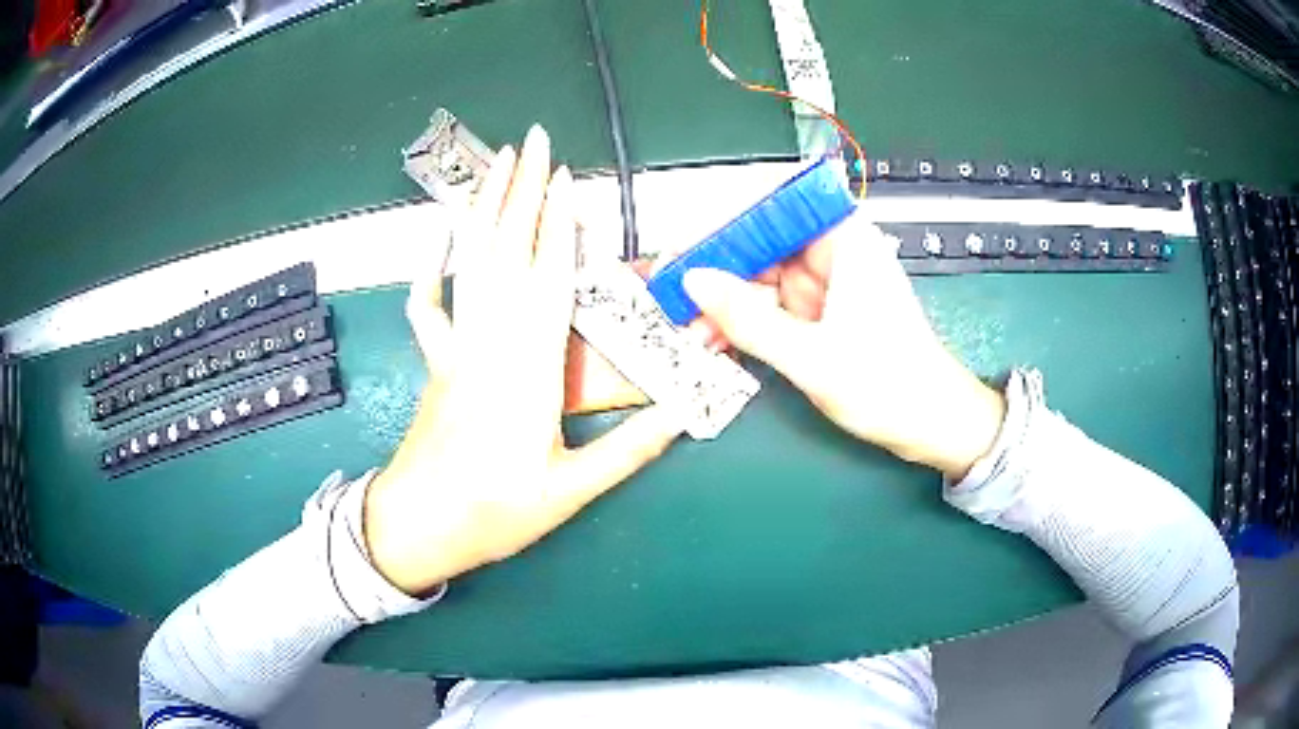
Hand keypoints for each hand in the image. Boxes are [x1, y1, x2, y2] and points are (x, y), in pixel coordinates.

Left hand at [364, 126, 686, 595]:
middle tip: (532, 142)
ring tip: (495, 163)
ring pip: (469, 264)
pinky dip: (431, 266)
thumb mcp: (571, 490)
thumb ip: (631, 449)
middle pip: (506, 252)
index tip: (565, 177)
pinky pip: (430, 305)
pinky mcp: (437, 361)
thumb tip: (685, 414)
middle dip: (520, 191)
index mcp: (528, 371)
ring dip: (483, 208)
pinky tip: (437, 236)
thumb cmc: (494, 512)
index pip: (548, 278)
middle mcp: (490, 345)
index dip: (558, 224)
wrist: (418, 528)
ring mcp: (457, 348)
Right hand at [682, 213, 1005, 478]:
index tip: (687, 247)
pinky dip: (748, 323)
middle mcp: (836, 253)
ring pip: (765, 278)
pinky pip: (775, 307)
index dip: (729, 222)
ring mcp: (829, 285)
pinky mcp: (825, 314)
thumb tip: (694, 281)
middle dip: (720, 271)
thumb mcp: (811, 356)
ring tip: (689, 328)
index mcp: (846, 241)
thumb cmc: (888, 385)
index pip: (776, 207)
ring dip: (728, 303)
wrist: (932, 426)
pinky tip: (717, 339)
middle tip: (674, 294)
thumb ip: (748, 318)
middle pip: (764, 244)